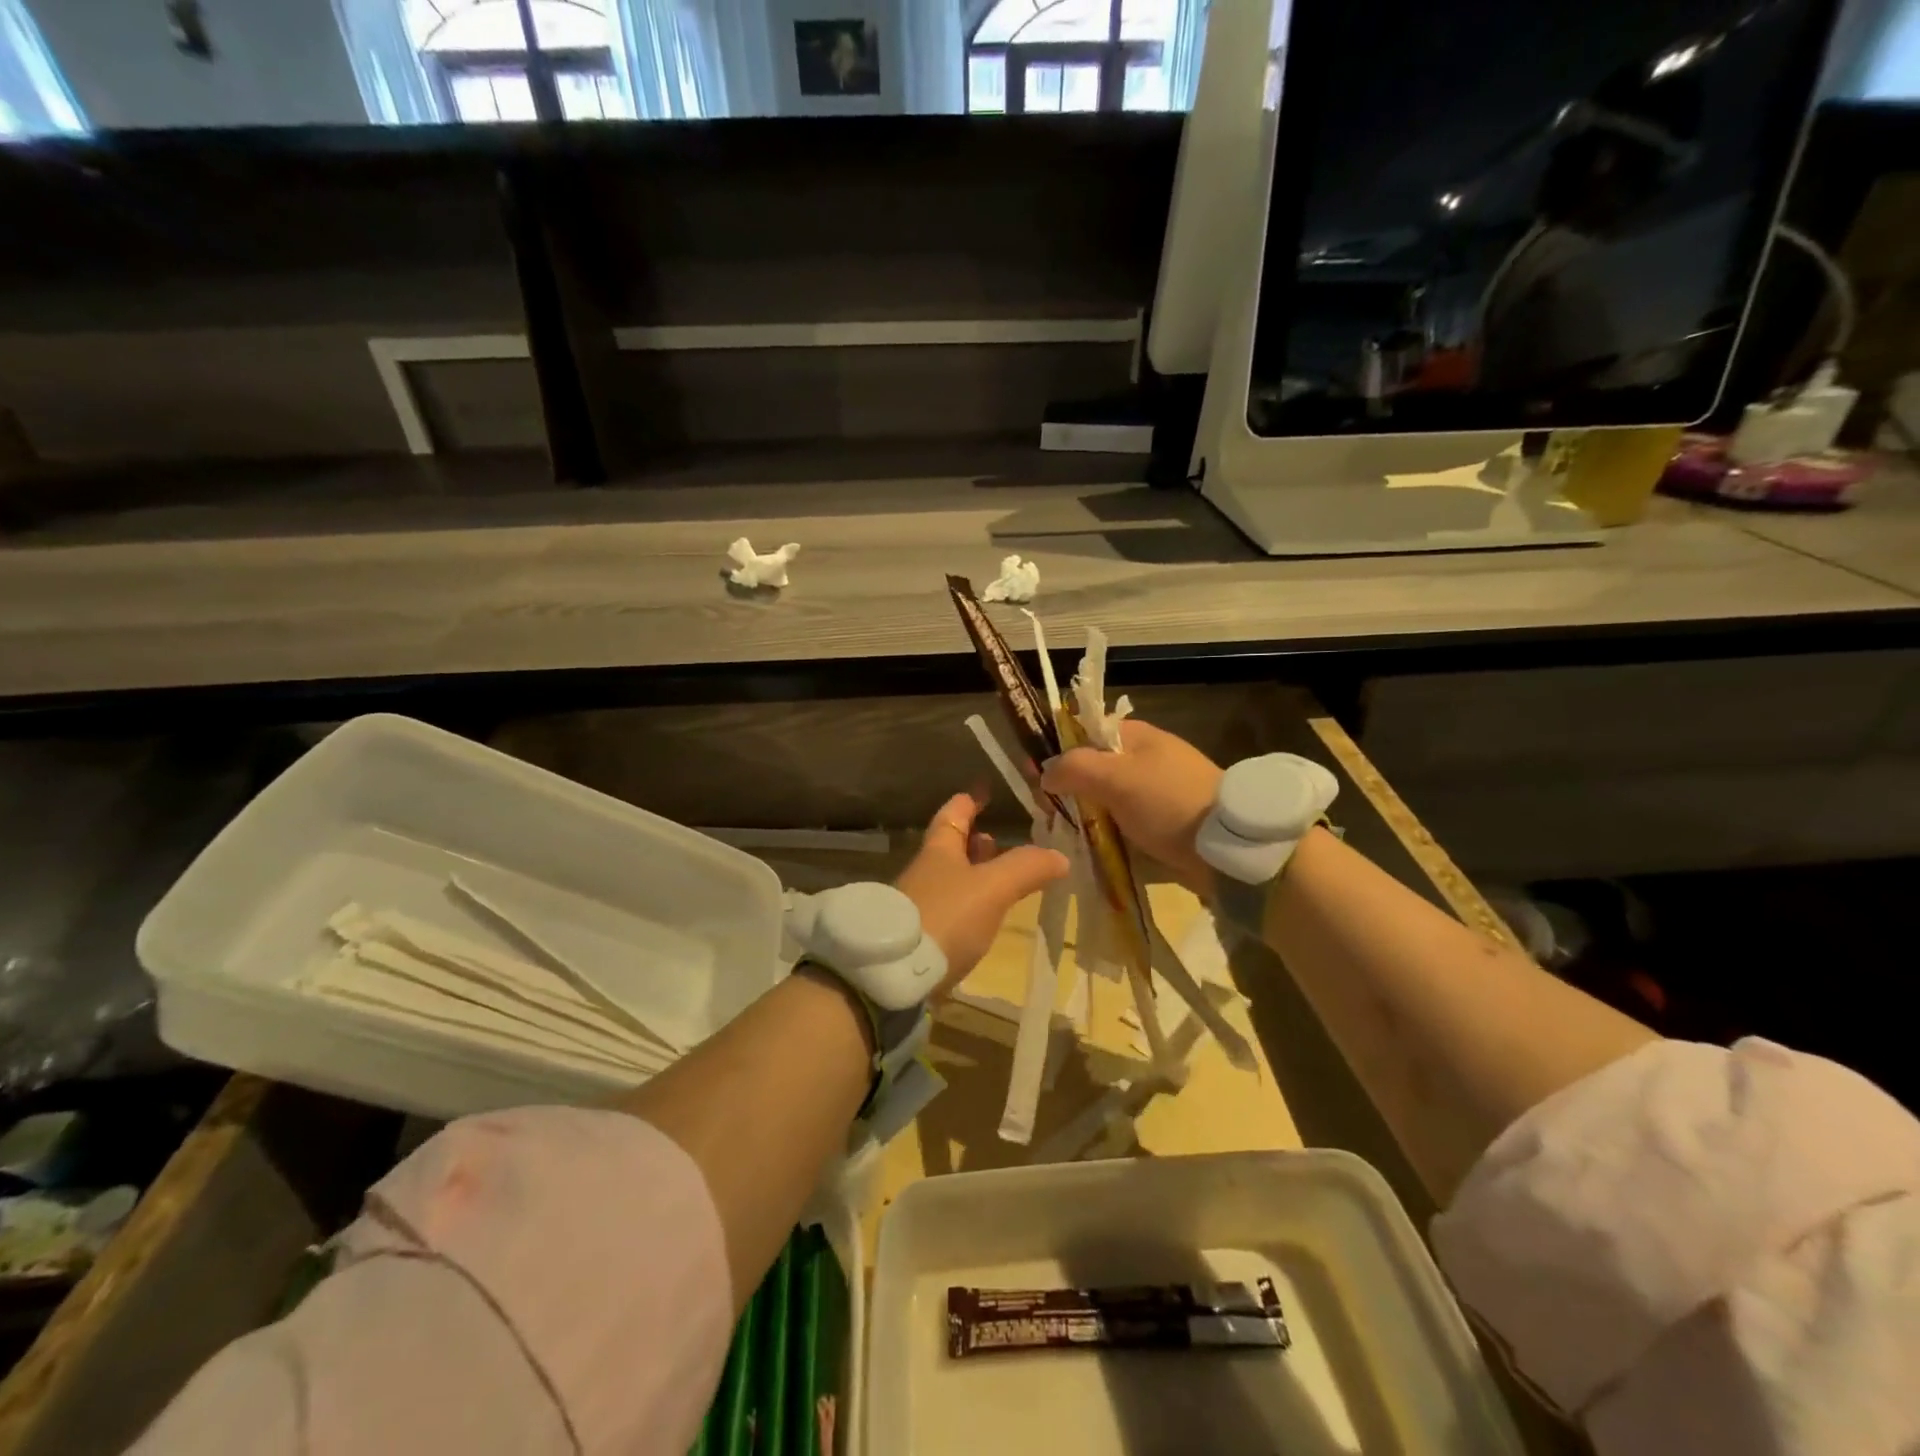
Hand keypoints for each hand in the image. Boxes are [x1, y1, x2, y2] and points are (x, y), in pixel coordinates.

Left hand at [896, 792, 1069, 991]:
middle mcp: (925, 872)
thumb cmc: (944, 917)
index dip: (969, 801)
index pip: (953, 814)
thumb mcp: (992, 888)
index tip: (983, 791)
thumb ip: (1026, 869)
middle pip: (950, 848)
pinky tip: (982, 920)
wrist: (891, 975)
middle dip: (974, 841)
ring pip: (949, 880)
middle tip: (997, 841)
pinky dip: (968, 907)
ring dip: (973, 876)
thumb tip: (1059, 855)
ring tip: (999, 881)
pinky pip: (948, 911)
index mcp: (939, 851)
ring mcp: (918, 905)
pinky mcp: (919, 938)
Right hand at [1040, 719, 1222, 893]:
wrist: (1227, 848)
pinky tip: (1091, 848)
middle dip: (1070, 789)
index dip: (1060, 750)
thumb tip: (1044, 772)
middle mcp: (1147, 759)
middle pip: (1095, 768)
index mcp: (1138, 737)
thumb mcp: (1115, 777)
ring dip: (1086, 815)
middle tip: (1049, 813)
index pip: (1087, 732)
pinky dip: (1107, 833)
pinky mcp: (1165, 823)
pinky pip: (1124, 823)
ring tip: (1064, 835)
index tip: (1038, 777)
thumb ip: (1074, 767)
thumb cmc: (1168, 802)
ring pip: (1107, 799)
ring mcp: (1157, 793)